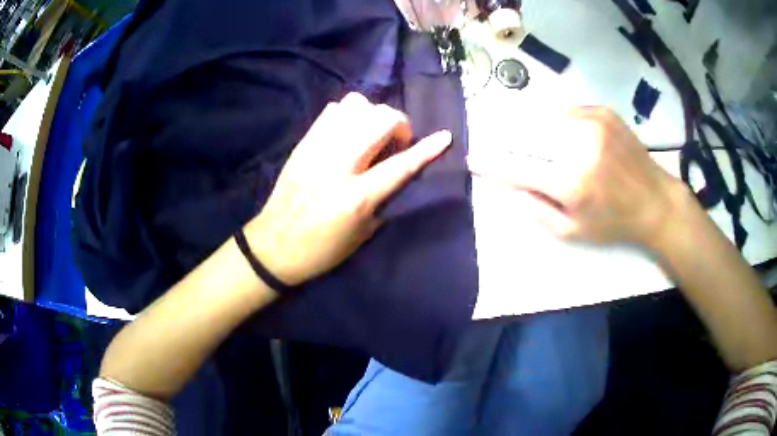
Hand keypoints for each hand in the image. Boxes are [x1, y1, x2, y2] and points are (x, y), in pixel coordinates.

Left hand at [245, 92, 451, 285]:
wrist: (274, 246)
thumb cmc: (322, 250)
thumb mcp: (363, 233)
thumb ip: (383, 197)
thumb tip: (396, 167)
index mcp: (356, 198)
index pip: (400, 166)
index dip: (427, 149)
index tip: (445, 136)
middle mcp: (337, 166)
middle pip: (379, 121)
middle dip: (399, 124)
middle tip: (396, 141)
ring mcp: (317, 150)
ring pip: (355, 107)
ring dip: (373, 115)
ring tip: (371, 133)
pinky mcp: (303, 144)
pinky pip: (332, 110)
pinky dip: (349, 114)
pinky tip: (349, 131)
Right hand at [468, 106, 686, 247]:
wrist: (654, 199)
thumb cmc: (614, 222)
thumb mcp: (574, 232)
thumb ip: (537, 211)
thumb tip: (511, 186)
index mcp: (572, 183)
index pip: (519, 168)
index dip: (492, 163)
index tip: (473, 159)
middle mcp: (580, 147)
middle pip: (527, 136)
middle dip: (506, 139)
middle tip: (493, 140)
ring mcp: (593, 123)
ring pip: (544, 118)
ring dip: (528, 127)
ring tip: (520, 133)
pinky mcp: (603, 112)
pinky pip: (566, 110)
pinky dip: (554, 118)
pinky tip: (555, 129)